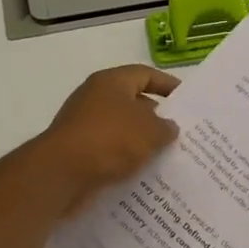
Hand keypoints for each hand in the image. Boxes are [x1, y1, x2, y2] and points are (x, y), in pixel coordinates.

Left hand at [34, 65, 179, 215]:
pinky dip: (126, 159)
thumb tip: (168, 127)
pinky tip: (143, 173)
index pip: (145, 74)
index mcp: (111, 82)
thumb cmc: (110, 139)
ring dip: (142, 141)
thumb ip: (166, 127)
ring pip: (122, 129)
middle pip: (133, 102)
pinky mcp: (78, 151)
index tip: (187, 100)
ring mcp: (84, 125)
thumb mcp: (150, 131)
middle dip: (157, 117)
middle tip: (181, 132)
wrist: (61, 173)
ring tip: (167, 156)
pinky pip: (110, 150)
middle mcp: (95, 98)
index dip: (167, 84)